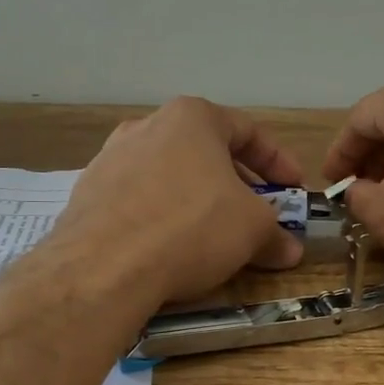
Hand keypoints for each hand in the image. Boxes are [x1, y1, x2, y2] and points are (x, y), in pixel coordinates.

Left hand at [55, 96, 305, 309]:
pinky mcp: (89, 195)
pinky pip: (140, 201)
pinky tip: (171, 249)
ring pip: (171, 177)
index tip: (294, 189)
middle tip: (257, 216)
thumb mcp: (252, 230)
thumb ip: (275, 233)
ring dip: (199, 202)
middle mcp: (147, 126)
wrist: (104, 266)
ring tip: (215, 236)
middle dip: (238, 186)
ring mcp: (111, 159)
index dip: (278, 162)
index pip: (247, 131)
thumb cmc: (192, 228)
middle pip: (206, 153)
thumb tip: (289, 249)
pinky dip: (164, 218)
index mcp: (191, 118)